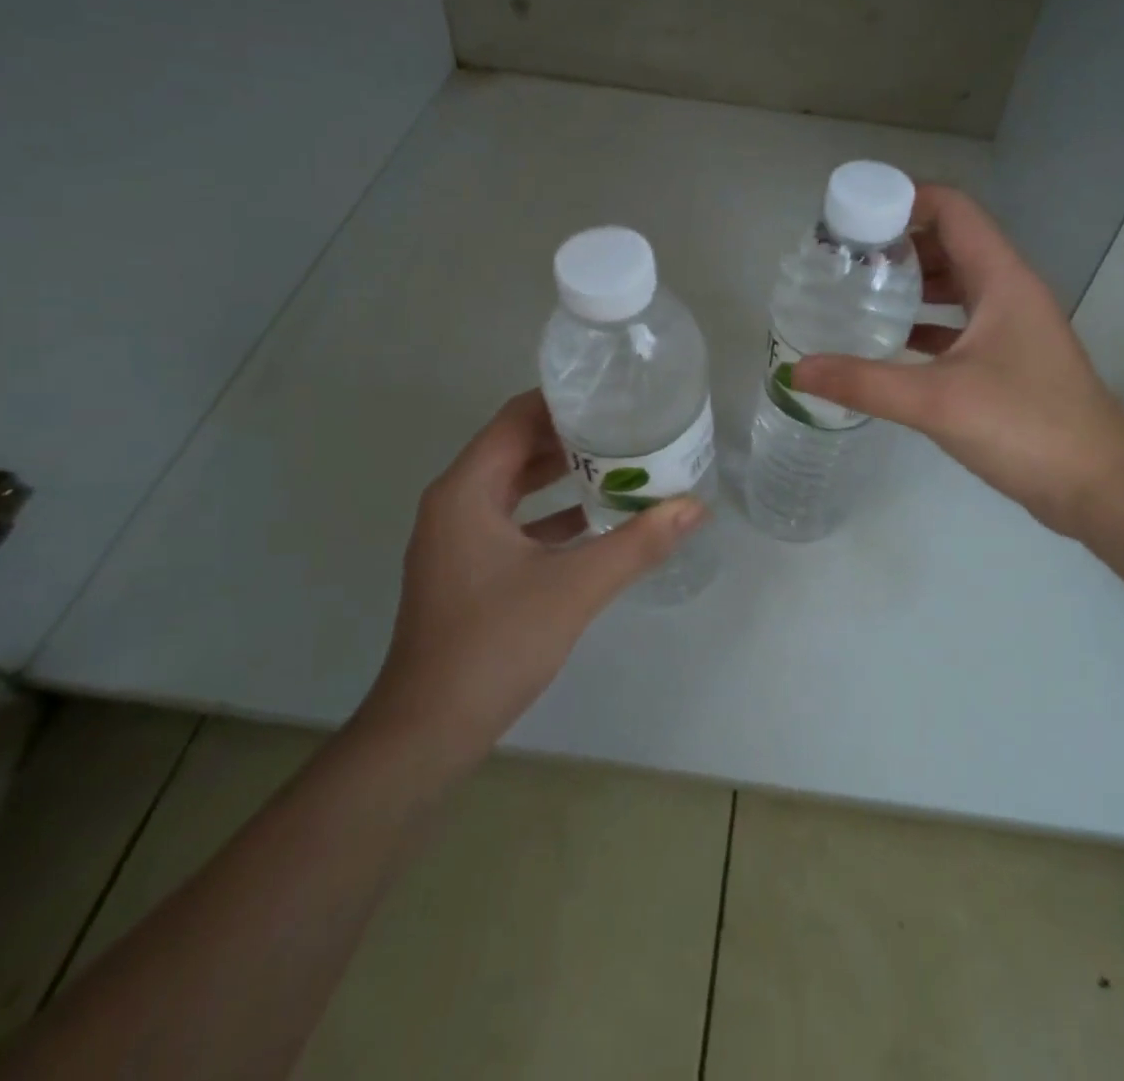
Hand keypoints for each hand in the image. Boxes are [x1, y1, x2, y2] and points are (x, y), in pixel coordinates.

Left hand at [353, 390, 707, 780]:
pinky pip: (514, 520)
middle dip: (571, 435)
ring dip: (563, 474)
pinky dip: (551, 513)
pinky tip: (597, 520)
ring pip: (515, 486)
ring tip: (622, 463)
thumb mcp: (575, 587)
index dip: (563, 400)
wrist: (428, 730)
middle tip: (629, 426)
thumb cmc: (494, 644)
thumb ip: (638, 543)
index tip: (613, 393)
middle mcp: (456, 502)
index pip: (517, 418)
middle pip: (516, 447)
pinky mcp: (467, 567)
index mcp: (467, 489)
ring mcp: (458, 537)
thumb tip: (695, 507)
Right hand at [795, 185, 1123, 533]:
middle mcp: (1010, 292)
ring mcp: (1013, 327)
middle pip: (951, 243)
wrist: (1098, 485)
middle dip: (898, 244)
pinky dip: (926, 324)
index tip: (852, 218)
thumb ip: (864, 382)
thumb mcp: (937, 401)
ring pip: (956, 286)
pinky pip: (960, 324)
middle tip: (845, 259)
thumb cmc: (1025, 426)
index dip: (904, 200)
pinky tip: (891, 342)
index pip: (953, 210)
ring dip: (912, 283)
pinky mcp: (1010, 361)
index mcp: (1001, 279)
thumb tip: (797, 370)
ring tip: (860, 293)